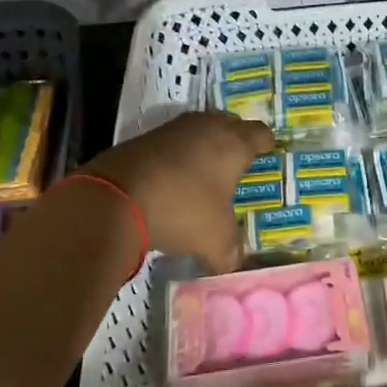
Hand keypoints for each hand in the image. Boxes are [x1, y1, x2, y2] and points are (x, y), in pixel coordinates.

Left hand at [82, 111, 275, 272]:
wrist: (115, 196)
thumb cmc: (182, 210)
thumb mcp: (215, 241)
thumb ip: (231, 253)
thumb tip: (236, 264)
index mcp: (235, 144)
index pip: (262, 134)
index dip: (268, 144)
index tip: (270, 153)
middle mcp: (208, 127)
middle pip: (231, 123)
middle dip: (237, 138)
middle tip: (240, 161)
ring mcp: (175, 129)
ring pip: (201, 128)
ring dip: (206, 144)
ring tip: (208, 168)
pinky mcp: (146, 137)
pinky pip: (173, 140)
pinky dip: (179, 154)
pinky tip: (175, 176)